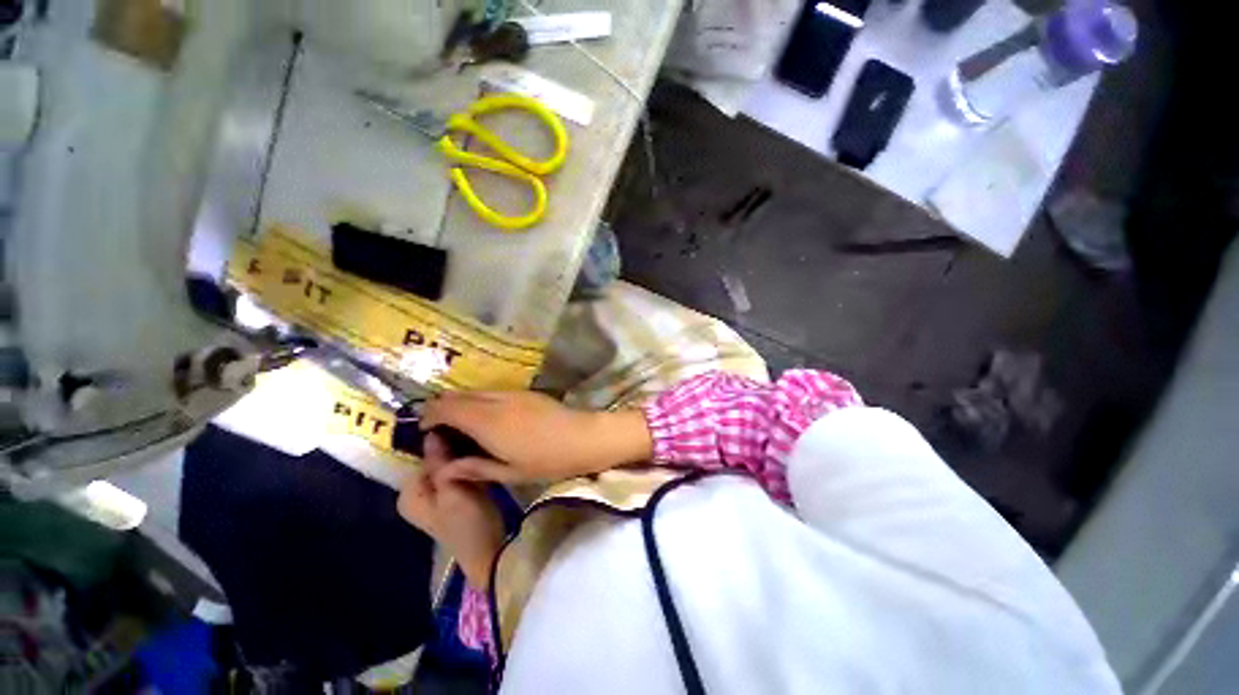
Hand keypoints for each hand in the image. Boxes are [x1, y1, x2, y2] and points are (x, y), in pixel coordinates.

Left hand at [397, 434, 504, 588]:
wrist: (488, 550)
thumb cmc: (468, 522)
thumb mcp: (454, 490)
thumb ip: (440, 463)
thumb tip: (431, 432)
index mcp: (409, 493)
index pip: (423, 455)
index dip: (444, 442)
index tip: (466, 432)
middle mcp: (416, 493)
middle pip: (434, 460)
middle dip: (454, 450)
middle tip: (477, 441)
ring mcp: (434, 496)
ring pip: (447, 465)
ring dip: (462, 457)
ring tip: (481, 446)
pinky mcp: (451, 497)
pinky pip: (455, 473)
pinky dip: (466, 466)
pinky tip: (481, 459)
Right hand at [420, 391, 652, 483]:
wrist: (583, 437)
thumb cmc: (547, 461)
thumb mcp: (508, 472)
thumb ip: (473, 468)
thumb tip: (443, 470)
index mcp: (487, 422)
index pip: (446, 409)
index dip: (429, 416)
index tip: (423, 430)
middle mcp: (496, 401)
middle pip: (457, 395)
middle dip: (441, 407)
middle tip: (439, 428)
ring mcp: (512, 393)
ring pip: (475, 391)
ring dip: (461, 402)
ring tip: (461, 424)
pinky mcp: (525, 392)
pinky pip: (492, 392)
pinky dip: (479, 401)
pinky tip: (486, 417)